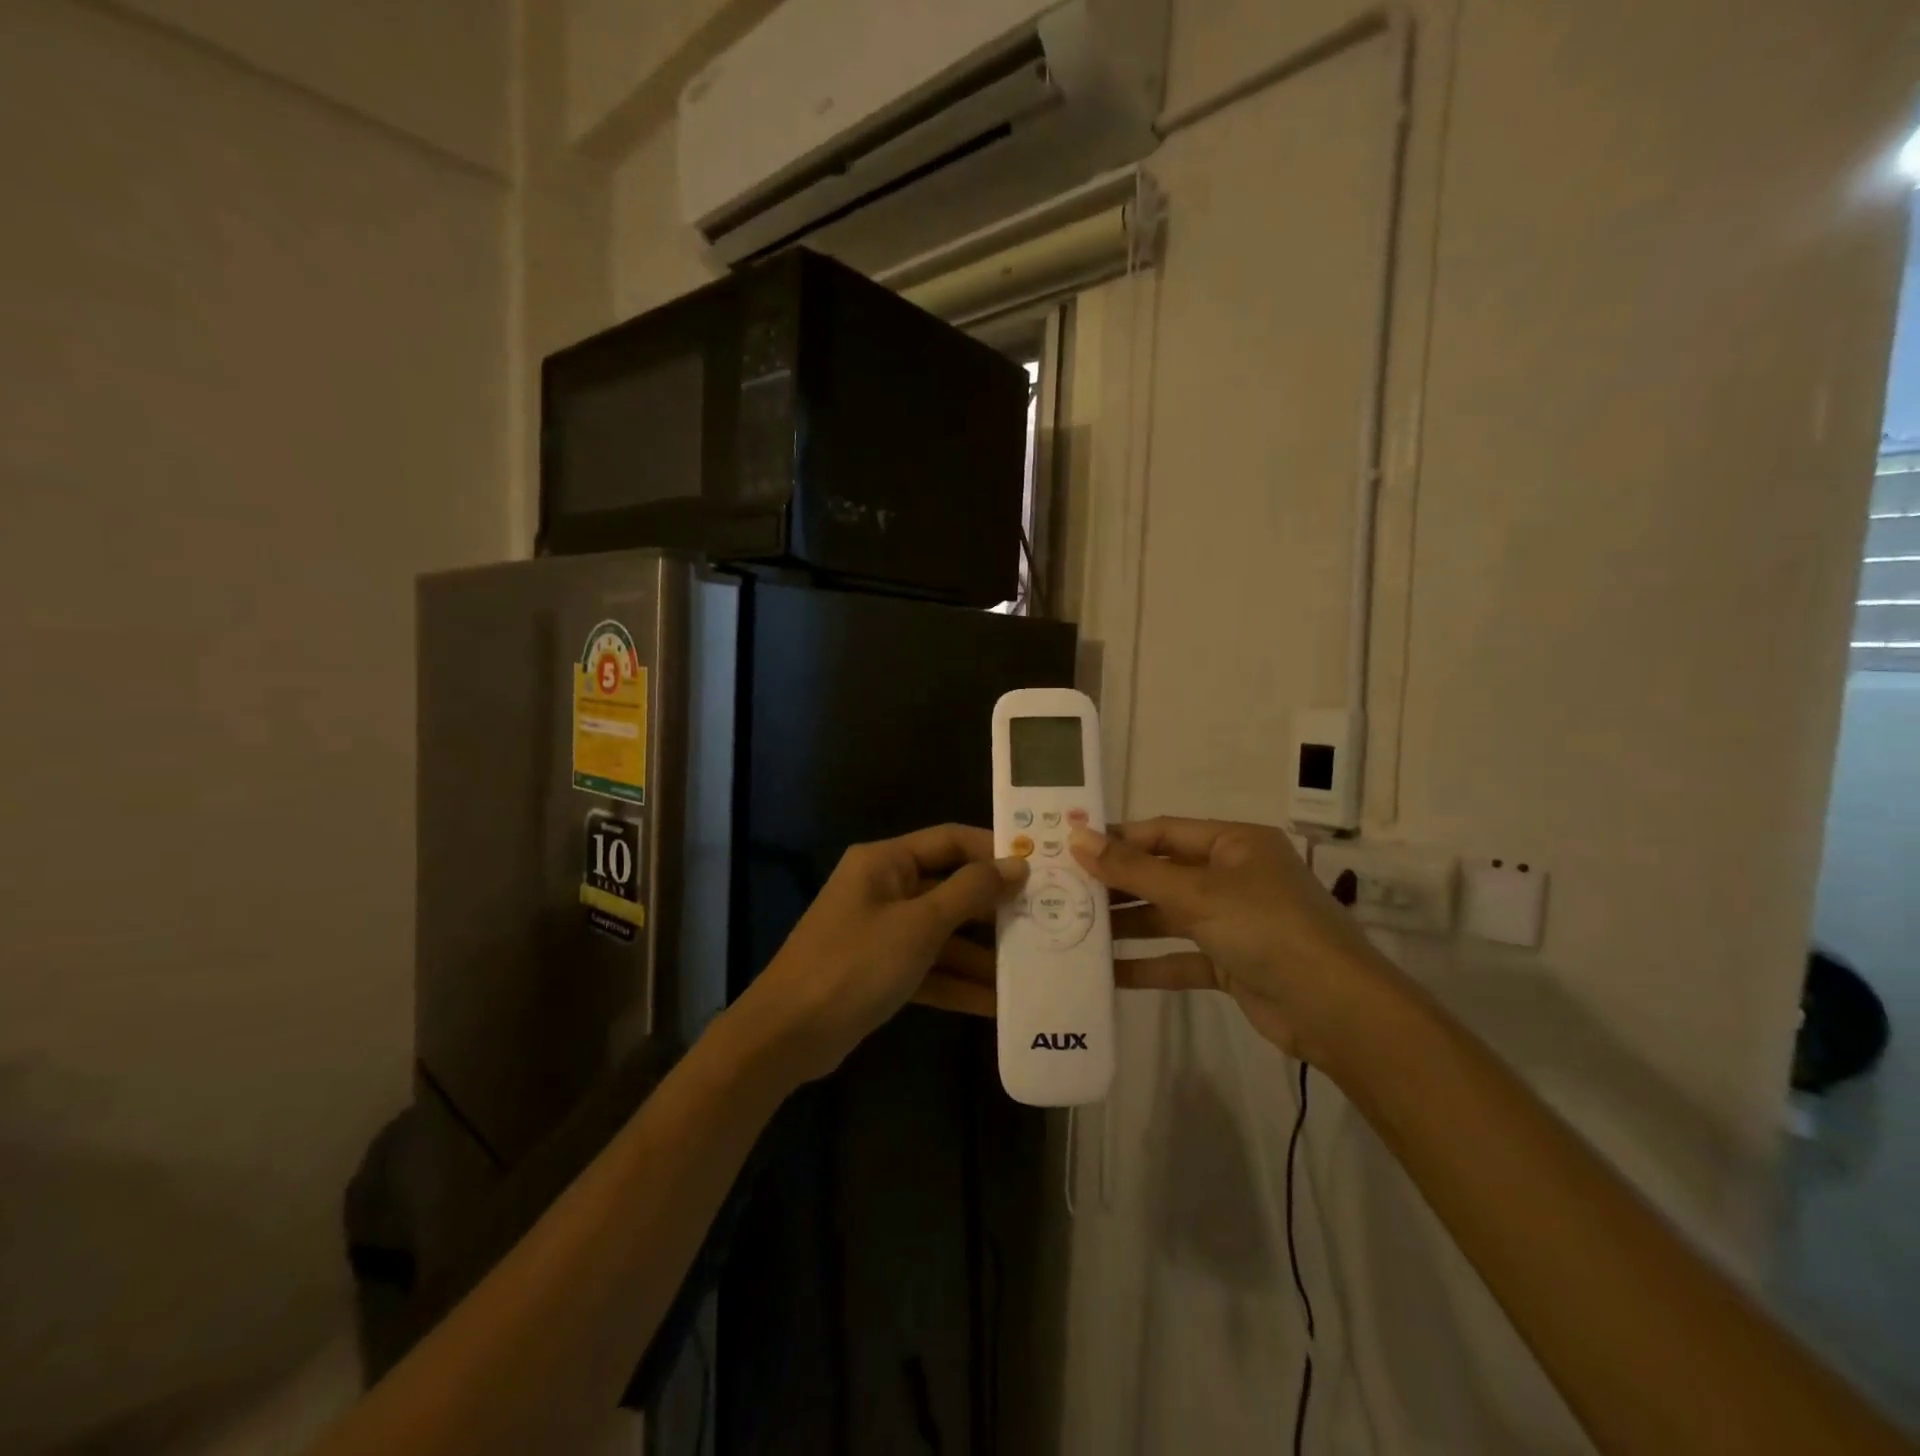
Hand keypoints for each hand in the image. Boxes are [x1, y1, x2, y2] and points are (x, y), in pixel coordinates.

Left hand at [737, 825, 1027, 1084]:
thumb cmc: (855, 963)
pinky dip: (957, 983)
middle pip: (949, 888)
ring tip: (1031, 968)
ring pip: (942, 933)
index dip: (992, 850)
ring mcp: (881, 931)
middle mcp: (884, 888)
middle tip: (1044, 921)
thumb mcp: (919, 925)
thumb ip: (970, 892)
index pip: (949, 840)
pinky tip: (997, 1004)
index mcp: (885, 862)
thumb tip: (1016, 864)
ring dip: (981, 954)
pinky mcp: (880, 970)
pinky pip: (928, 968)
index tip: (1037, 867)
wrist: (787, 1034)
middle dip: (993, 909)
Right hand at [1069, 818, 1392, 1061]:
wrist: (1337, 1012)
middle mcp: (1234, 877)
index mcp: (1234, 844)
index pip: (1164, 831)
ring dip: (1127, 925)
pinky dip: (1149, 964)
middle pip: (1163, 873)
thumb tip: (1078, 839)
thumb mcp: (1197, 894)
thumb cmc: (1267, 930)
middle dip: (1117, 884)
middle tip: (1063, 891)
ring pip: (1168, 916)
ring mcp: (1233, 922)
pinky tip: (1108, 974)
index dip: (1117, 839)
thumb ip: (1135, 870)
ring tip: (1074, 929)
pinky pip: (1180, 957)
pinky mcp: (1231, 963)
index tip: (1070, 848)